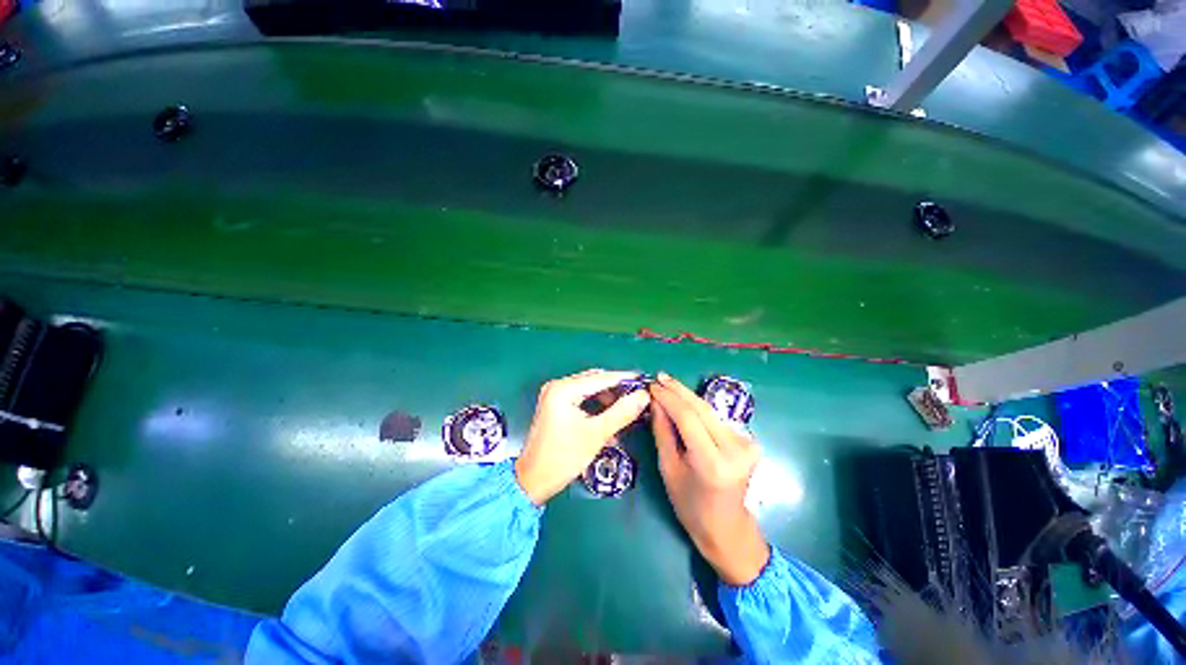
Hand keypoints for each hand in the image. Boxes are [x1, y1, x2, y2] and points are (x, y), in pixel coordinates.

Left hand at [515, 369, 649, 504]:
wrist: (532, 481)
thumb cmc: (563, 457)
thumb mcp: (596, 434)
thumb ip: (622, 413)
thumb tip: (643, 396)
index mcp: (563, 389)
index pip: (600, 378)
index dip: (624, 379)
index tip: (644, 381)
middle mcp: (557, 386)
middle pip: (594, 381)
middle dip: (616, 389)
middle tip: (638, 397)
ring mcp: (554, 395)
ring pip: (589, 390)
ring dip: (607, 399)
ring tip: (626, 411)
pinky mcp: (555, 405)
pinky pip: (581, 398)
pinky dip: (596, 406)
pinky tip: (609, 418)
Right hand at [649, 372, 768, 585]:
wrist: (728, 528)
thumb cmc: (690, 505)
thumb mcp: (668, 469)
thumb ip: (662, 432)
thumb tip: (655, 401)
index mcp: (712, 462)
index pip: (688, 417)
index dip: (668, 398)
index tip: (652, 385)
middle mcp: (734, 449)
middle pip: (702, 408)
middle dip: (678, 390)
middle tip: (659, 377)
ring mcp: (746, 444)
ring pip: (709, 410)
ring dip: (687, 397)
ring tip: (667, 385)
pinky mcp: (749, 441)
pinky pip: (716, 419)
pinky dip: (698, 409)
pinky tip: (683, 402)